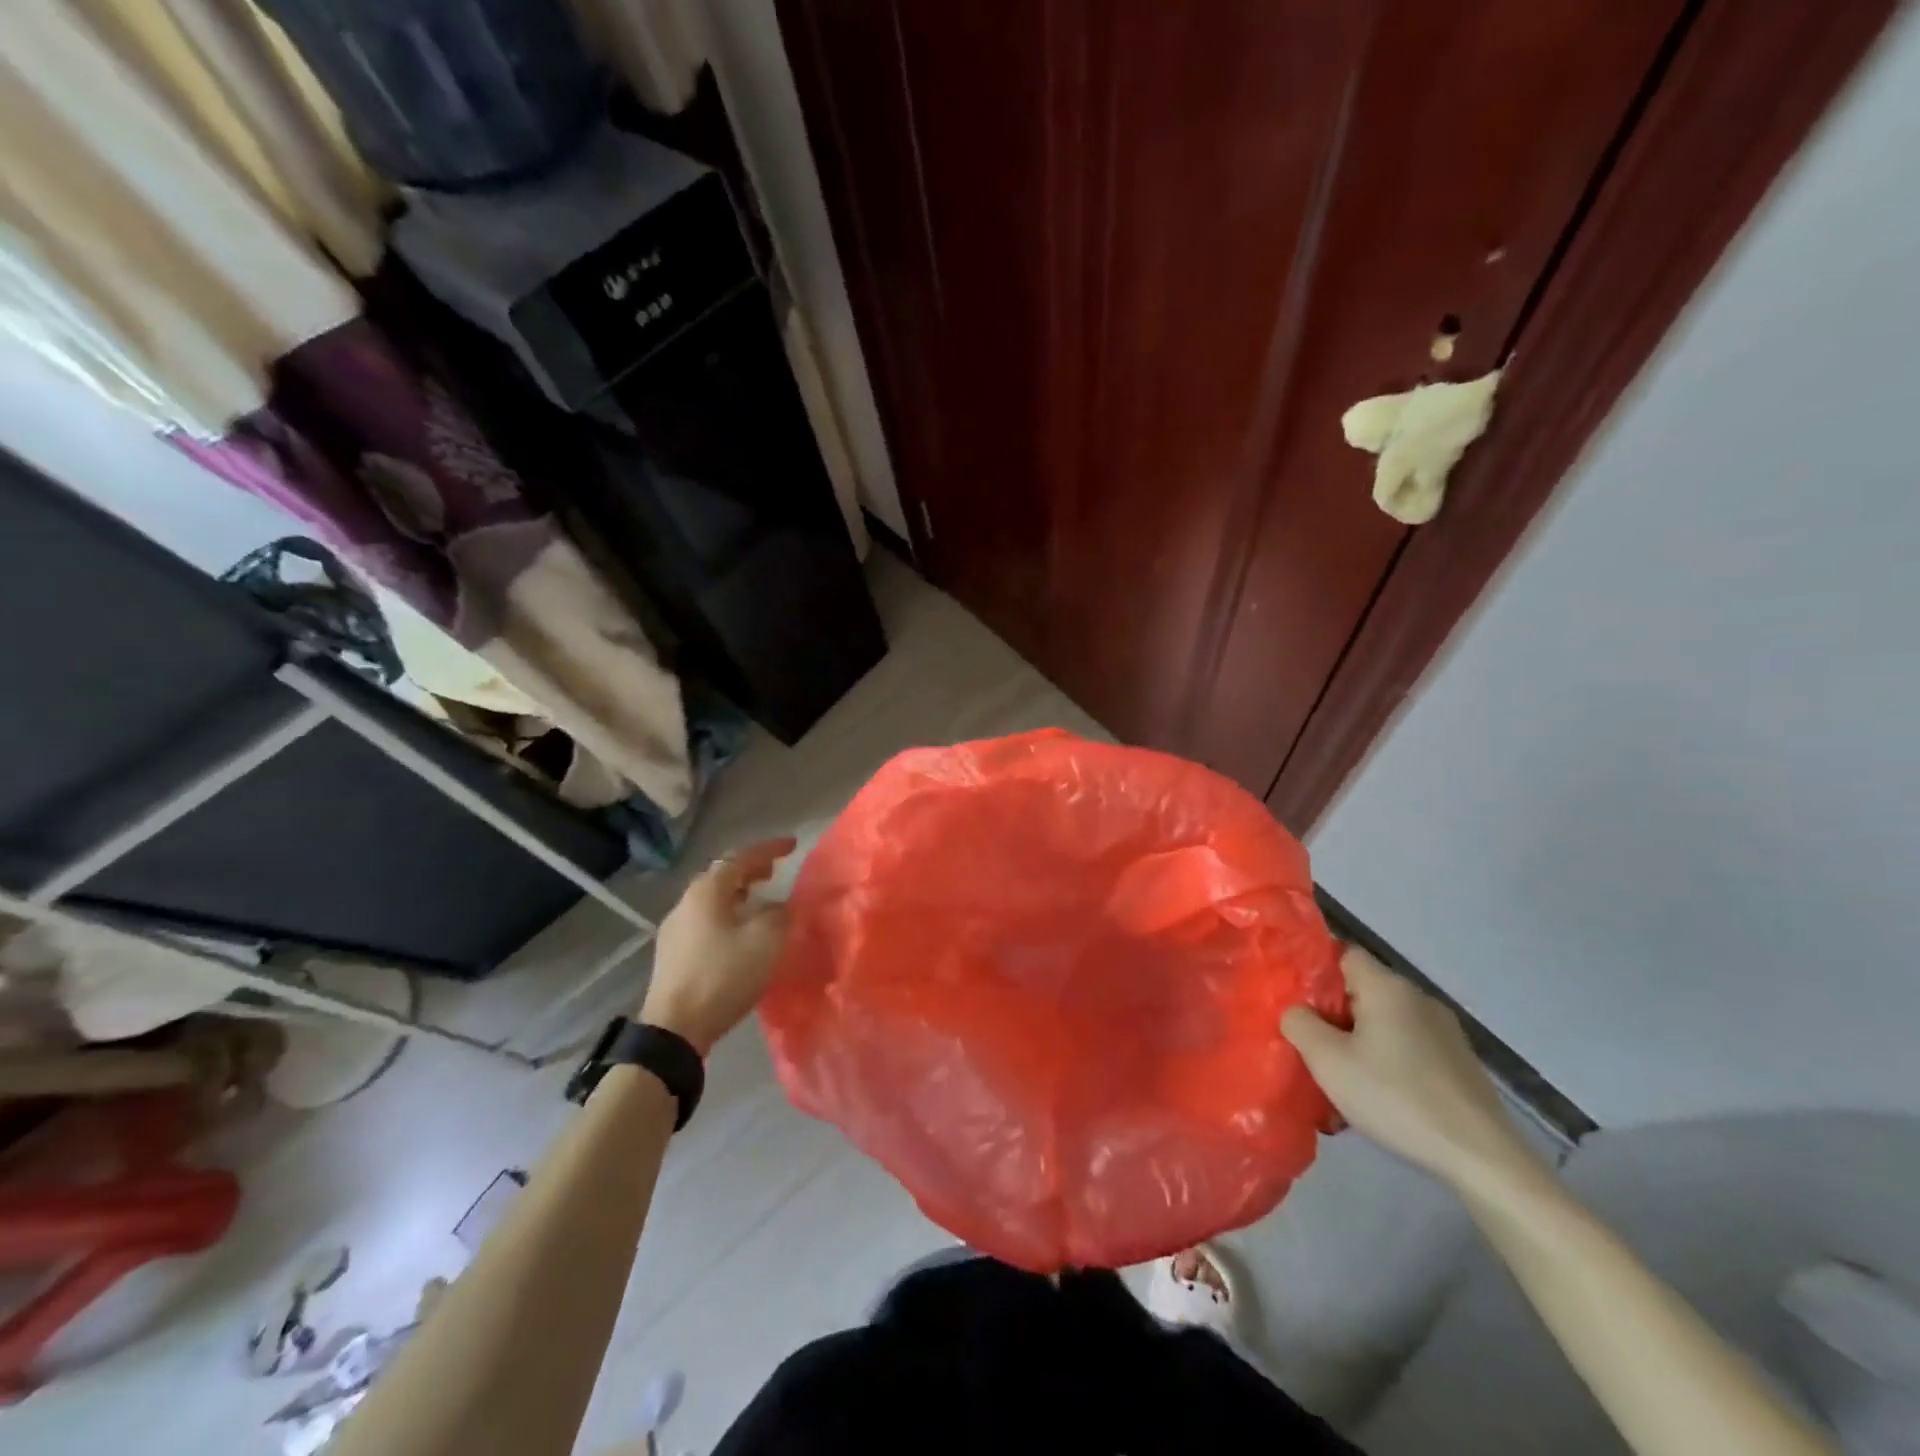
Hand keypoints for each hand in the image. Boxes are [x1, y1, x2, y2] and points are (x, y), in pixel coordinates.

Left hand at [639, 838, 795, 1054]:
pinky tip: (738, 932)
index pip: (741, 857)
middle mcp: (686, 902)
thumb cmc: (723, 975)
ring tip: (759, 900)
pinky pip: (705, 920)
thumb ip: (780, 914)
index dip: (769, 849)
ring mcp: (675, 929)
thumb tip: (782, 905)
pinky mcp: (672, 954)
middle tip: (774, 872)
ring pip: (712, 899)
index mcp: (707, 890)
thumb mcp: (766, 940)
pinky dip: (727, 915)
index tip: (792, 846)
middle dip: (750, 870)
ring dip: (737, 894)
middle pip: (722, 875)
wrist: (675, 1028)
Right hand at [1281, 945, 1544, 1194]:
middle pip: (1363, 990)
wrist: (1480, 1156)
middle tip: (1313, 1046)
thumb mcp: (1327, 1060)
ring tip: (1343, 1080)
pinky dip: (1388, 1061)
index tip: (1297, 1000)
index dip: (1316, 970)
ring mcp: (1445, 1031)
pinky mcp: (1460, 1062)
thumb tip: (1297, 1011)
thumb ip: (1299, 1023)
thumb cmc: (1394, 1097)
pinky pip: (1409, 1047)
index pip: (1343, 953)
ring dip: (1360, 1042)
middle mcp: (1418, 998)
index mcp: (1386, 987)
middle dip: (1334, 1014)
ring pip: (1385, 1022)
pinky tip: (1380, 1098)